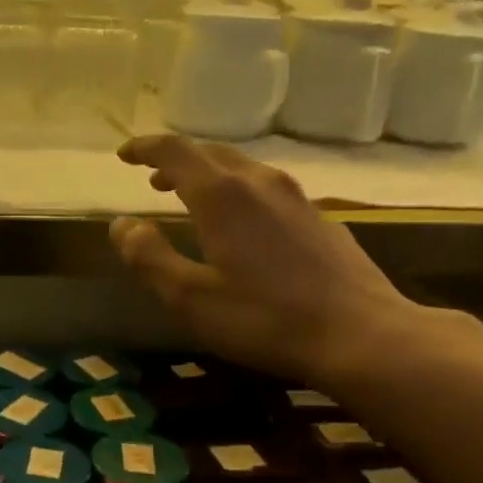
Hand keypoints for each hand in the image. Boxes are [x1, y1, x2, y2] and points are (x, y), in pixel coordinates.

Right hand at [109, 135, 416, 383]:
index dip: (145, 149)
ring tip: (192, 196)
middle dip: (177, 160)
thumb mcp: (191, 299)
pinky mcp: (320, 219)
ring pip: (244, 169)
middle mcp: (260, 183)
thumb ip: (149, 258)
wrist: (360, 334)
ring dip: (210, 175)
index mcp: (223, 196)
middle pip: (211, 153)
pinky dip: (241, 193)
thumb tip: (122, 225)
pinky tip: (244, 225)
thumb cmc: (264, 320)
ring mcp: (297, 198)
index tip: (124, 155)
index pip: (175, 151)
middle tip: (153, 178)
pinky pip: (268, 190)